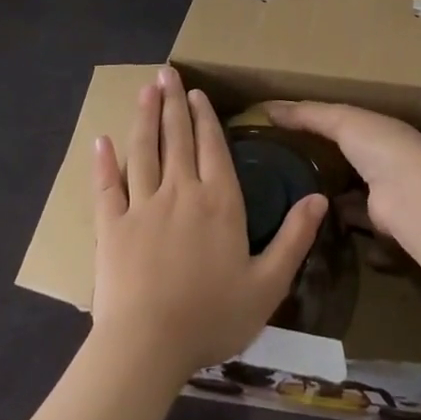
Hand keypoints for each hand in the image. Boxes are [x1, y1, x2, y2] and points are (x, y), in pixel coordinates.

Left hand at [92, 69, 326, 378]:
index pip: (212, 147)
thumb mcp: (268, 284)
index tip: (197, 93)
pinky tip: (100, 140)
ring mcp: (142, 206)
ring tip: (145, 89)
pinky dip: (103, 162)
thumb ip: (294, 238)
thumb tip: (320, 197)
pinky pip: (106, 187)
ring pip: (143, 151)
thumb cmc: (212, 317)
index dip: (205, 117)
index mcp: (220, 202)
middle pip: (177, 138)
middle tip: (167, 72)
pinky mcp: (111, 227)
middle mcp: (181, 192)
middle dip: (173, 102)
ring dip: (145, 117)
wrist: (147, 347)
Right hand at [260, 100, 420, 237]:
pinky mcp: (378, 223)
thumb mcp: (341, 120)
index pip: (344, 124)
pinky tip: (310, 225)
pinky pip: (352, 221)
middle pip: (346, 159)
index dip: (317, 126)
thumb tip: (267, 107)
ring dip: (329, 197)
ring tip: (290, 200)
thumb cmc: (379, 146)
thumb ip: (307, 114)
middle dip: (321, 164)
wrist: (411, 195)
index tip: (284, 133)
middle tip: (282, 172)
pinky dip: (336, 223)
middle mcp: (383, 158)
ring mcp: (383, 192)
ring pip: (349, 192)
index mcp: (378, 129)